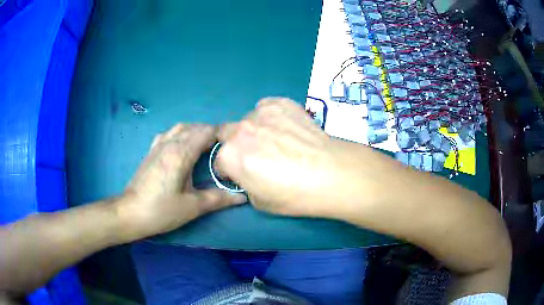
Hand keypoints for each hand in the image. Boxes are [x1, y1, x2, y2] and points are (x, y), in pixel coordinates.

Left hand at [118, 124, 246, 240]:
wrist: (130, 212)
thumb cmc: (161, 210)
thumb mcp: (192, 206)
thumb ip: (218, 198)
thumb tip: (242, 197)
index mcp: (181, 153)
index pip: (206, 131)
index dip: (222, 134)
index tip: (233, 145)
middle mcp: (169, 143)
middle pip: (194, 127)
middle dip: (211, 133)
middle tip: (223, 149)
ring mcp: (158, 145)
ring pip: (181, 128)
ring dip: (195, 132)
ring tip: (205, 146)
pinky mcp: (151, 151)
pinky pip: (169, 133)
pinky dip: (181, 134)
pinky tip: (182, 147)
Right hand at [215, 97, 378, 217]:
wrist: (331, 173)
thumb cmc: (294, 194)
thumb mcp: (259, 201)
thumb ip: (245, 183)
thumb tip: (247, 173)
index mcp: (230, 156)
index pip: (219, 162)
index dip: (230, 170)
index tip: (241, 173)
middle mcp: (239, 130)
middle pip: (225, 133)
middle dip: (235, 144)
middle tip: (255, 154)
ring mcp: (260, 113)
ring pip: (248, 119)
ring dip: (255, 129)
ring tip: (278, 140)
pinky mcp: (280, 102)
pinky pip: (266, 107)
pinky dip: (271, 116)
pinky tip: (287, 127)